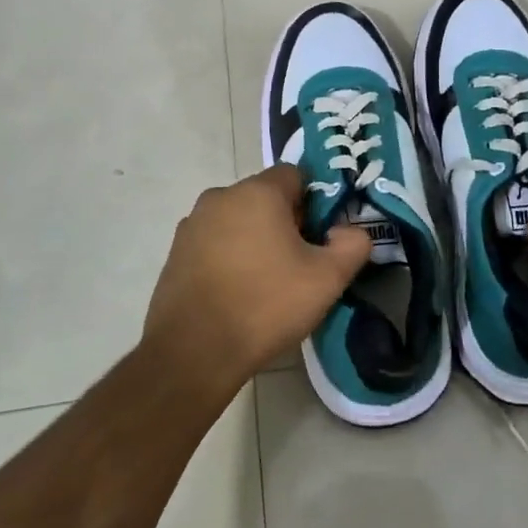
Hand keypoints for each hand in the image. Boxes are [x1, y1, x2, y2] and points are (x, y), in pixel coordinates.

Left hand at [143, 165, 371, 390]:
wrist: (193, 352)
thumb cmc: (266, 305)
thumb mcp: (328, 279)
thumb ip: (352, 245)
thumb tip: (348, 232)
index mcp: (257, 192)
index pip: (295, 175)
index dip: (314, 203)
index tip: (319, 238)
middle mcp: (220, 197)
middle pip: (264, 198)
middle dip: (285, 223)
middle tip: (298, 264)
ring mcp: (192, 225)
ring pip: (238, 221)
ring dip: (255, 241)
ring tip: (266, 284)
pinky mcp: (175, 254)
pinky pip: (214, 244)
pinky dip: (229, 259)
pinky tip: (236, 294)